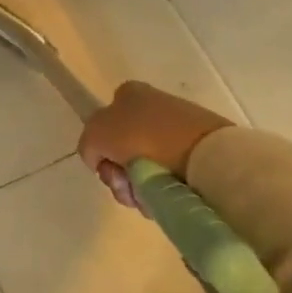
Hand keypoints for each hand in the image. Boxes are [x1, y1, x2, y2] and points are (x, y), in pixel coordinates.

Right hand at [78, 81, 231, 212]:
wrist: (204, 155)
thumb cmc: (143, 136)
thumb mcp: (95, 134)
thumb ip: (88, 145)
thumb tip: (100, 160)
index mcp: (129, 93)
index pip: (103, 124)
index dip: (101, 149)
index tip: (109, 167)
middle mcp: (154, 106)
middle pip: (123, 150)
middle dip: (120, 174)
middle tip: (127, 187)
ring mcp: (180, 129)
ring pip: (146, 166)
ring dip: (140, 187)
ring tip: (149, 199)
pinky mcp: (201, 152)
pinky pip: (171, 176)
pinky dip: (164, 190)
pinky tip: (167, 199)